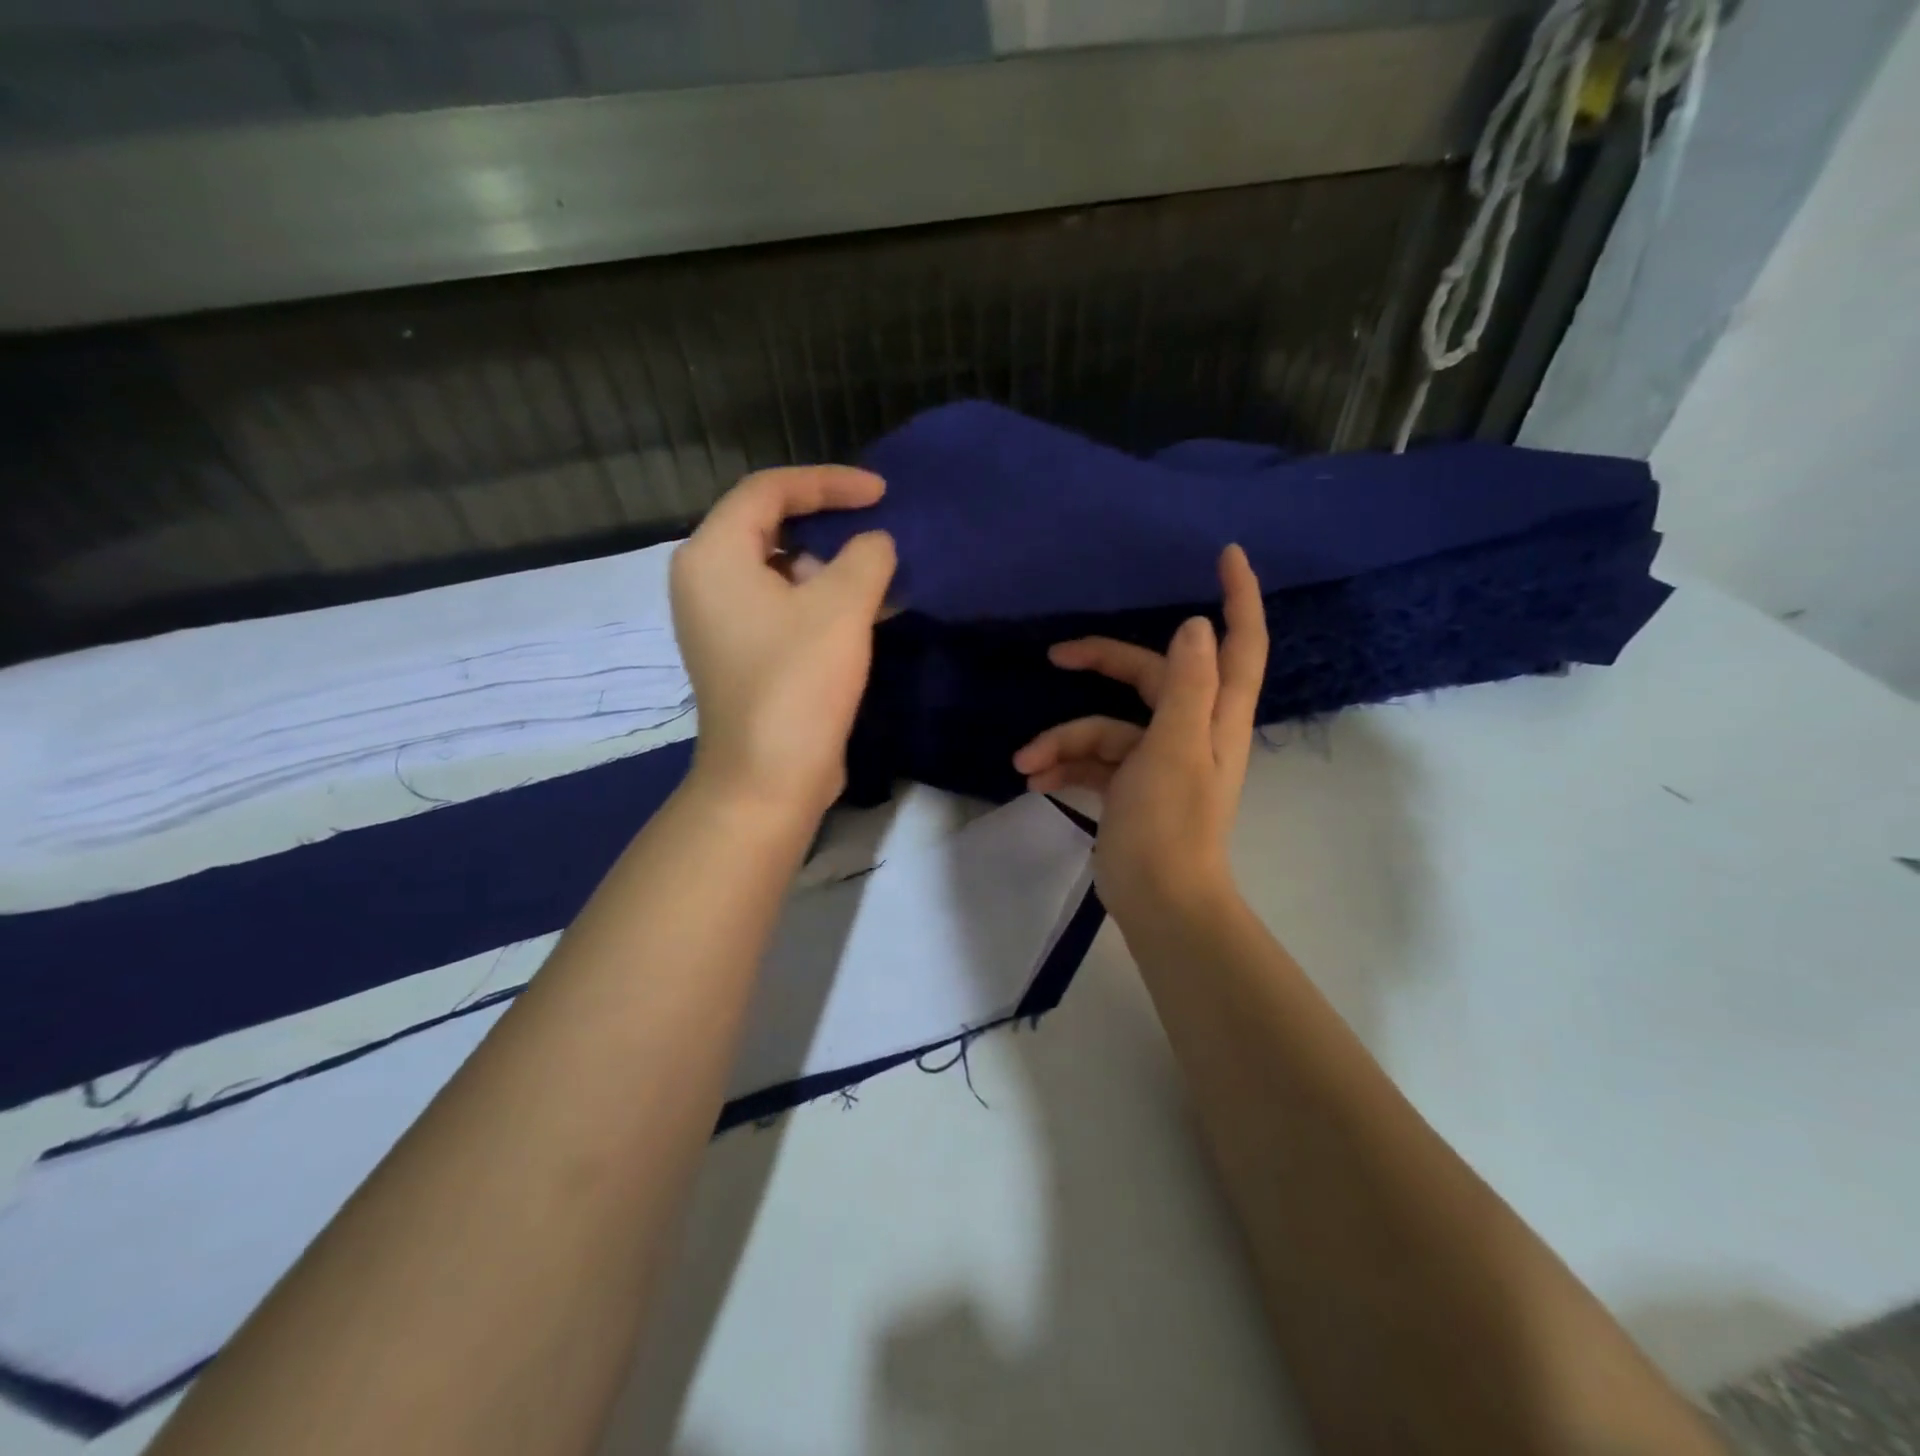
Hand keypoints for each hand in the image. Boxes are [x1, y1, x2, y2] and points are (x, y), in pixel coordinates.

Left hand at [671, 466, 896, 825]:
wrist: (769, 777)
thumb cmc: (798, 681)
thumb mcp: (842, 607)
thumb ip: (866, 556)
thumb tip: (874, 544)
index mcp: (714, 555)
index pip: (770, 491)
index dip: (829, 483)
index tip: (881, 493)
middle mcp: (704, 580)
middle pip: (770, 527)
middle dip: (829, 524)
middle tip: (877, 530)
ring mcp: (718, 620)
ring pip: (779, 570)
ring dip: (830, 567)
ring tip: (878, 576)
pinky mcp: (739, 653)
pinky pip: (780, 606)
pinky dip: (818, 600)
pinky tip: (862, 612)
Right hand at [1012, 545, 1267, 921]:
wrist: (1158, 902)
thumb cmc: (1170, 823)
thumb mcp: (1176, 747)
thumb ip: (1187, 685)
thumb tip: (1194, 626)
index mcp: (1214, 716)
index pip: (1239, 644)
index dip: (1239, 597)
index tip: (1226, 554)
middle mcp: (1190, 730)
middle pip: (1149, 676)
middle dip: (1101, 663)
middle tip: (1057, 654)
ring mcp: (1157, 760)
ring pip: (1106, 727)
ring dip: (1064, 740)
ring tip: (1028, 762)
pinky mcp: (1129, 788)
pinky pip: (1093, 762)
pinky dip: (1065, 767)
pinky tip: (1035, 781)